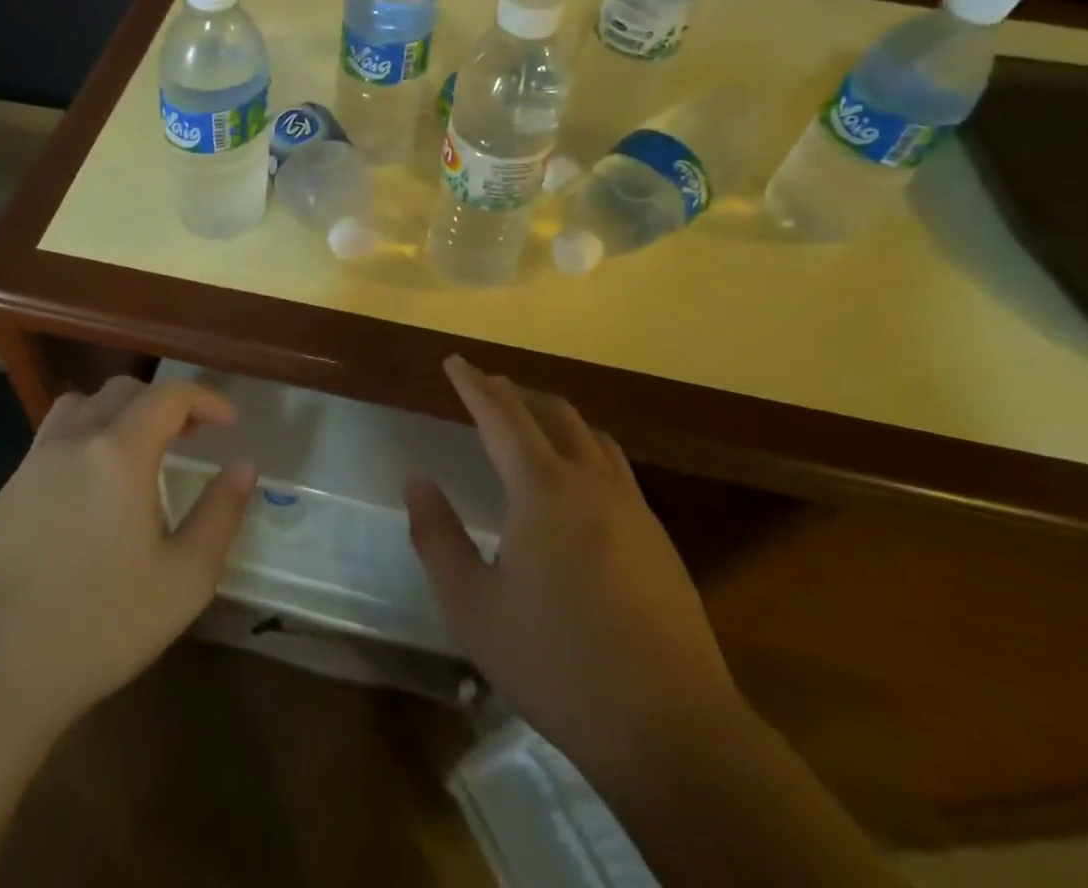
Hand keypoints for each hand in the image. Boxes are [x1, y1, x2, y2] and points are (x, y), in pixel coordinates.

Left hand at [0, 376, 255, 731]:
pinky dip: (86, 436)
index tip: (228, 423)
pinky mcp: (8, 490)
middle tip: (191, 434)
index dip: (205, 399)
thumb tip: (243, 468)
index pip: (169, 396)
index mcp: (119, 452)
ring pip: (82, 405)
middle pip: (125, 391)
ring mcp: (34, 462)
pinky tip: (92, 486)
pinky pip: (54, 437)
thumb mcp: (185, 579)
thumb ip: (221, 514)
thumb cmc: (100, 625)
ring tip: (139, 448)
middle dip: (166, 403)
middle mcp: (74, 440)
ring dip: (120, 411)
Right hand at [406, 356, 736, 767]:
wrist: (670, 726)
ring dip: (556, 417)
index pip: (501, 416)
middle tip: (488, 387)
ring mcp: (633, 508)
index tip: (455, 362)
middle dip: (515, 394)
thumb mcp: (472, 606)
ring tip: (533, 422)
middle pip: (553, 414)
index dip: (473, 385)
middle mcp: (591, 482)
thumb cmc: (556, 662)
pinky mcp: (659, 538)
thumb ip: (437, 537)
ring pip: (592, 436)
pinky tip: (580, 482)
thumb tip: (417, 481)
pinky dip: (586, 449)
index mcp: (542, 489)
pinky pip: (616, 468)